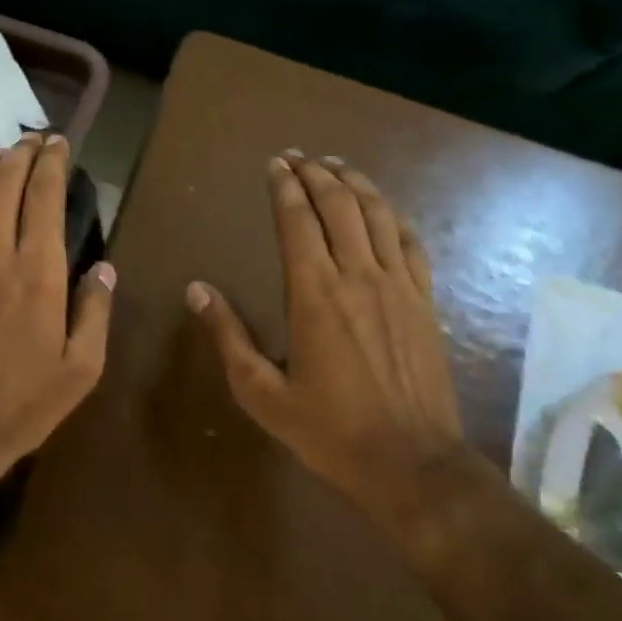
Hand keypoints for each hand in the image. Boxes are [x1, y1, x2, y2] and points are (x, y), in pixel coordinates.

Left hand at [0, 132, 114, 500]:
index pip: (45, 196)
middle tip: (32, 140)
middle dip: (21, 153)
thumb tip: (105, 268)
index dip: (52, 162)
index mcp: (38, 273)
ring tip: (0, 154)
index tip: (58, 144)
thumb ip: (95, 312)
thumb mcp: (80, 371)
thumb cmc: (18, 408)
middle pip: (4, 182)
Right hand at [186, 154, 467, 531]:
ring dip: (355, 184)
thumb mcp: (261, 393)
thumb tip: (196, 290)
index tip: (275, 165)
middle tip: (299, 157)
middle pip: (338, 207)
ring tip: (337, 166)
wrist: (411, 462)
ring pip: (377, 216)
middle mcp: (357, 277)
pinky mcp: (424, 302)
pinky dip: (393, 216)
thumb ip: (228, 336)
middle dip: (316, 175)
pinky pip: (411, 244)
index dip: (285, 188)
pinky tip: (383, 207)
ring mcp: (398, 286)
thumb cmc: (329, 431)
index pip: (298, 222)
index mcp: (313, 295)